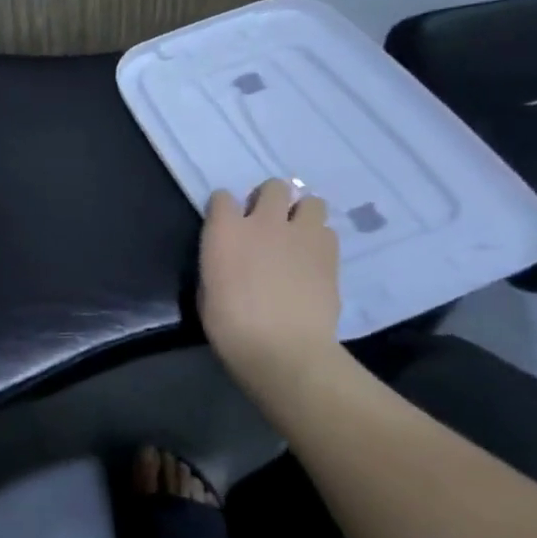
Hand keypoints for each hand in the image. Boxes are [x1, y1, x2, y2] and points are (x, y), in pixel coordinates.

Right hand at [198, 180, 340, 399]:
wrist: (283, 350)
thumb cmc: (230, 326)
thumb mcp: (207, 289)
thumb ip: (219, 261)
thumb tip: (229, 258)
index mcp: (225, 230)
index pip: (222, 197)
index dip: (225, 209)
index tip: (227, 224)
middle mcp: (263, 222)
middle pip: (273, 187)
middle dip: (270, 200)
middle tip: (269, 223)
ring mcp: (300, 235)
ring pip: (311, 201)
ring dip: (302, 214)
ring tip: (298, 235)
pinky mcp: (328, 254)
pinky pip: (328, 230)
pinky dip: (320, 239)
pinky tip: (313, 258)